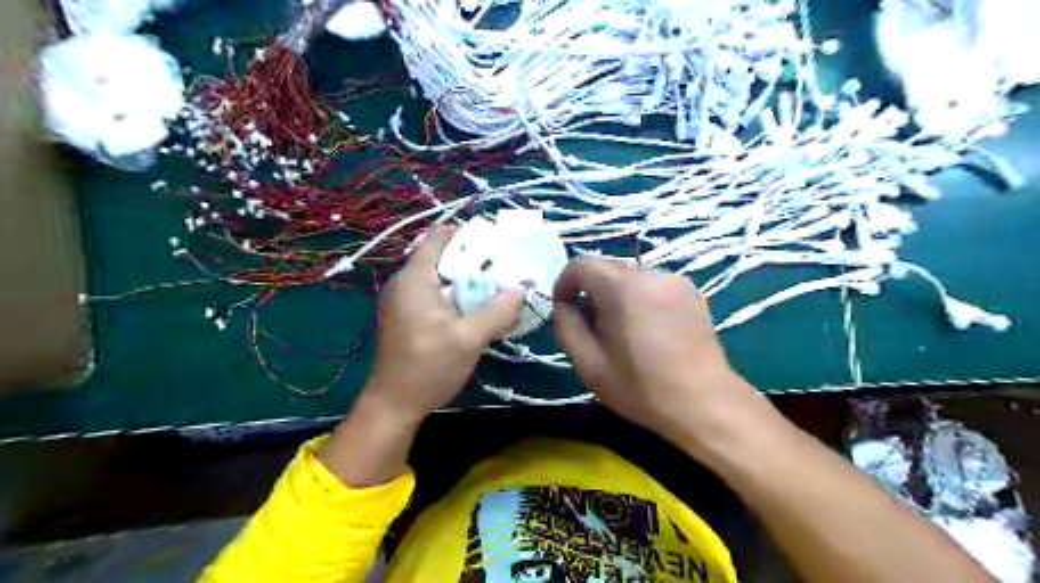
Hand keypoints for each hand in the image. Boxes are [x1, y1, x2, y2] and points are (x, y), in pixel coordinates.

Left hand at [365, 226, 528, 423]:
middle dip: (473, 256)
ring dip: (466, 277)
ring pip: (439, 275)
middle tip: (504, 263)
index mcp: (415, 279)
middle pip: (440, 255)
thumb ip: (497, 311)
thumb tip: (523, 287)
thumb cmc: (428, 368)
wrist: (394, 404)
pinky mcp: (407, 315)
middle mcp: (405, 282)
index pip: (439, 237)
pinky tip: (477, 306)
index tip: (496, 241)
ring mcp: (404, 300)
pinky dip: (456, 292)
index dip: (467, 232)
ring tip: (497, 283)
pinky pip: (434, 292)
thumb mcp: (469, 339)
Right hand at [552, 257, 771, 450]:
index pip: (580, 265)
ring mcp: (675, 281)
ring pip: (630, 275)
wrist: (704, 403)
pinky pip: (653, 284)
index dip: (564, 284)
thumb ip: (567, 326)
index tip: (564, 309)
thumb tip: (564, 305)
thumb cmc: (641, 387)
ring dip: (615, 293)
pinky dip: (639, 297)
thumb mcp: (589, 364)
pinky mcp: (692, 292)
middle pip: (606, 267)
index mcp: (622, 288)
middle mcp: (650, 273)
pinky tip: (648, 329)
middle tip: (591, 324)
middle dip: (590, 289)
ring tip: (621, 329)